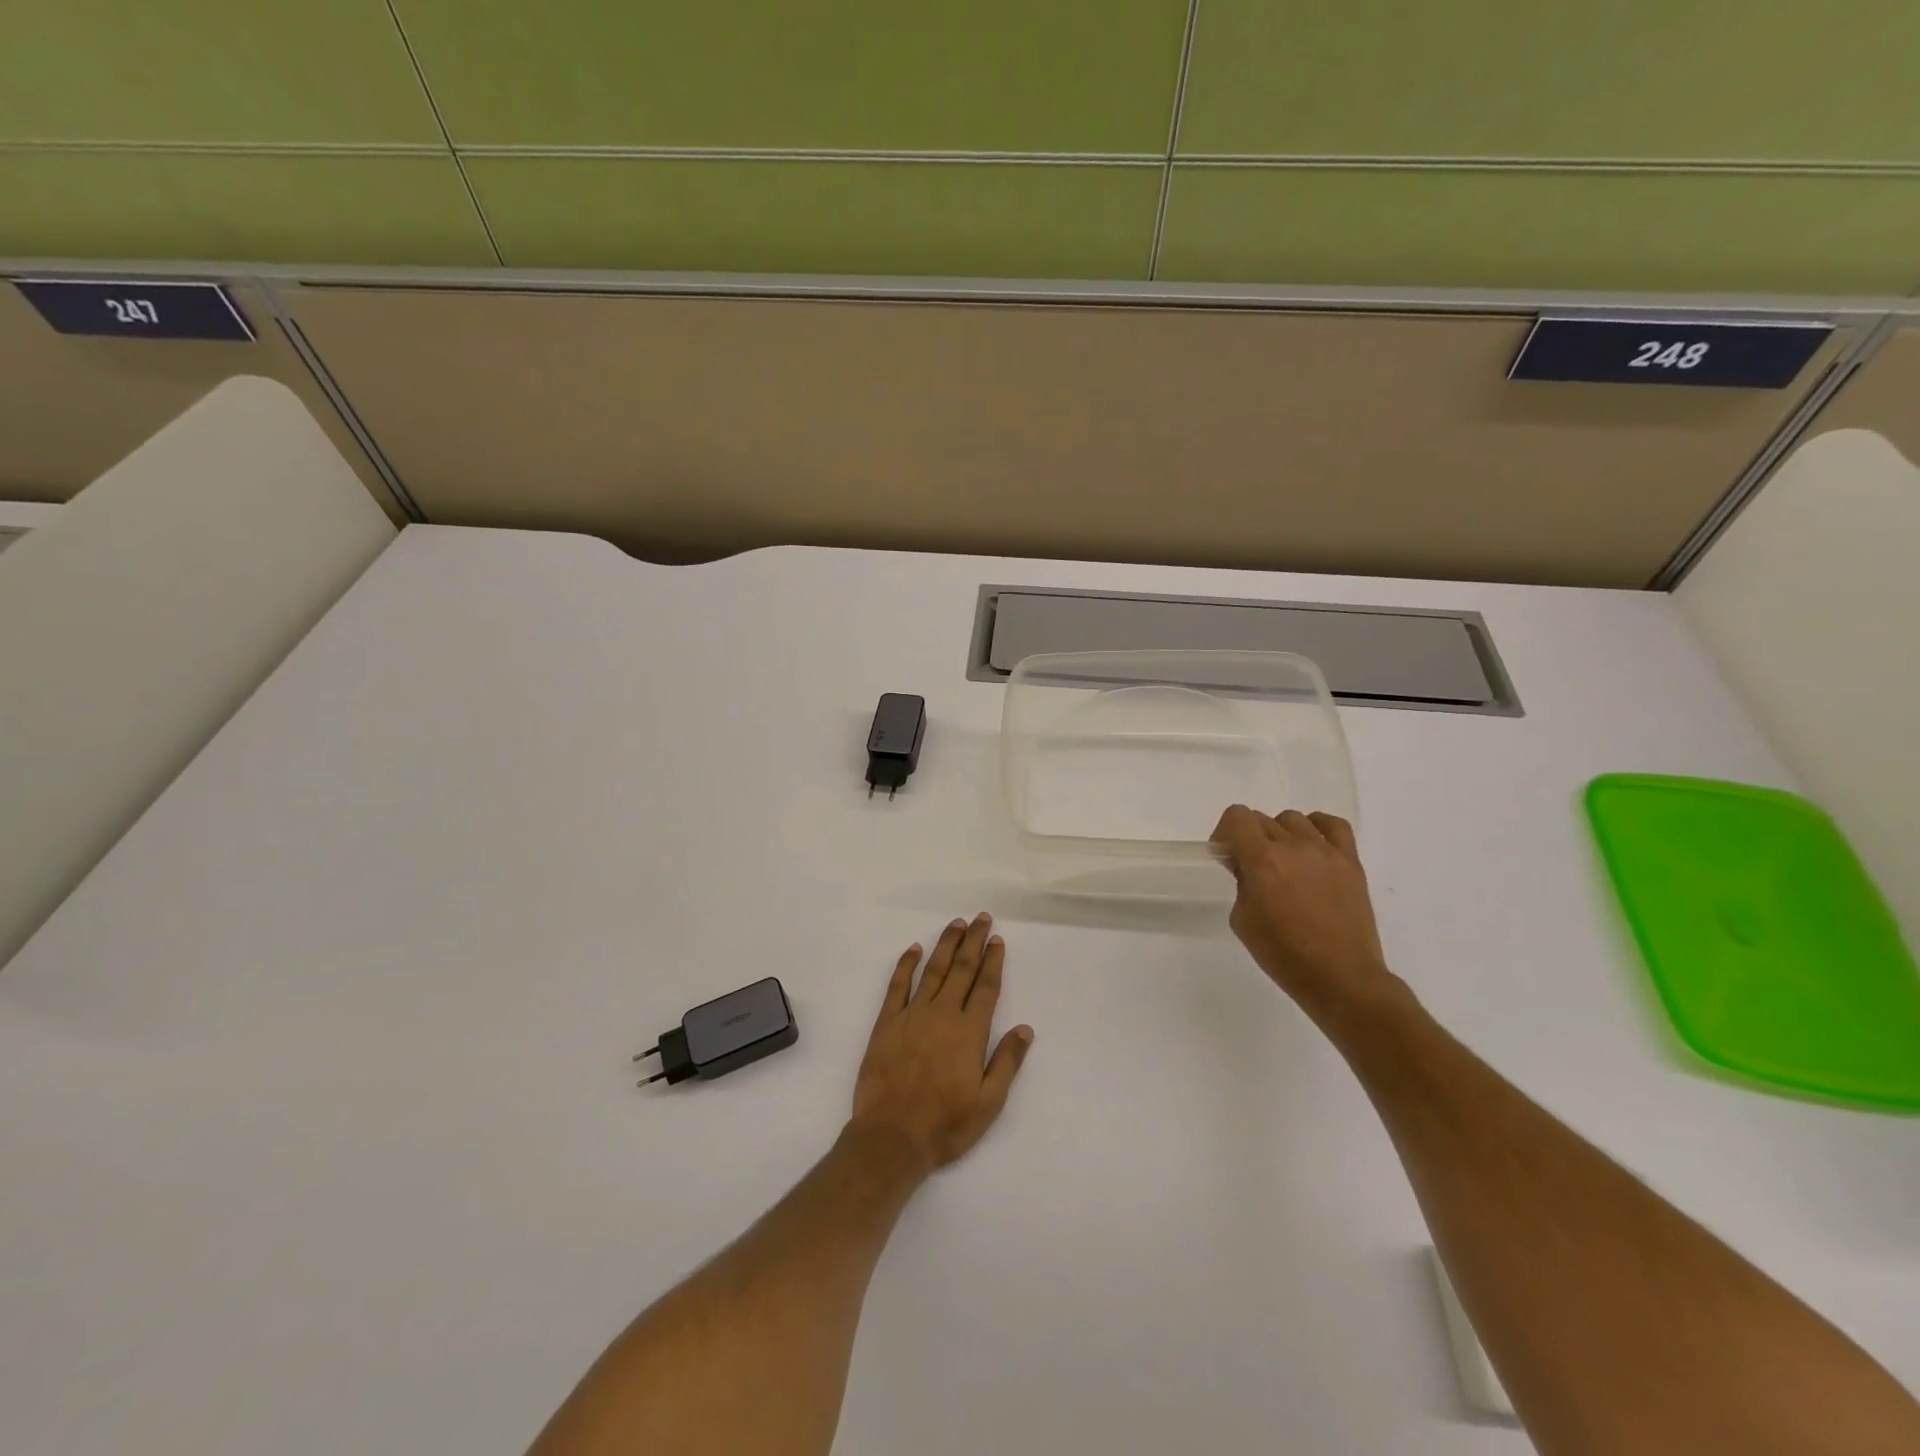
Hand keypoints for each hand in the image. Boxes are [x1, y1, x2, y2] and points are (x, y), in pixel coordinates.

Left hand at [849, 913, 1033, 1175]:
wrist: (891, 1137)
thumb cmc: (945, 1124)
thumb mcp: (989, 1103)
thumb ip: (1007, 1062)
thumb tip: (1025, 1028)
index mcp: (969, 1031)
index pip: (985, 986)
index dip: (993, 961)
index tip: (997, 939)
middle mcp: (942, 1013)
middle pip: (962, 969)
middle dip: (973, 941)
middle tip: (981, 918)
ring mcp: (912, 1015)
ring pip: (933, 970)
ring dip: (946, 945)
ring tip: (956, 924)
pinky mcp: (886, 1022)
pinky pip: (897, 985)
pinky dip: (906, 964)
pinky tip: (914, 949)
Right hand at [1210, 806, 1402, 1026]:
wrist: (1340, 978)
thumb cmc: (1284, 955)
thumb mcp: (1242, 920)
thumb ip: (1242, 883)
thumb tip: (1249, 868)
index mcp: (1262, 861)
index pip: (1237, 817)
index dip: (1225, 832)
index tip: (1226, 856)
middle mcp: (1294, 847)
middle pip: (1261, 820)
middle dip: (1248, 839)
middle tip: (1251, 869)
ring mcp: (1326, 852)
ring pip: (1293, 820)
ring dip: (1279, 835)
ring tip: (1283, 862)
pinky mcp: (1351, 862)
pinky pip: (1334, 826)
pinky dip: (1317, 827)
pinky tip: (1311, 846)